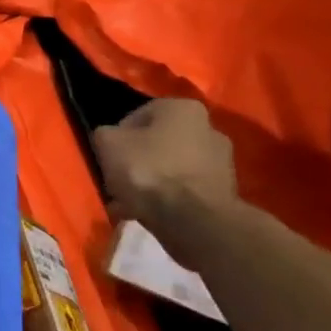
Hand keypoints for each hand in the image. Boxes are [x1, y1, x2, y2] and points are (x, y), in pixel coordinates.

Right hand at [90, 99, 237, 231]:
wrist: (194, 221)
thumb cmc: (149, 171)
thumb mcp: (107, 143)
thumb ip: (105, 134)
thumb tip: (110, 139)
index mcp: (183, 108)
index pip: (137, 116)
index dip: (117, 137)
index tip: (107, 157)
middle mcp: (209, 129)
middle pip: (157, 143)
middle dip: (137, 160)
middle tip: (117, 180)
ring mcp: (222, 163)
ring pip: (171, 168)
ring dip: (151, 182)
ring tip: (129, 203)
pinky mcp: (225, 193)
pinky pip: (185, 191)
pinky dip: (167, 199)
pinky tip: (148, 214)